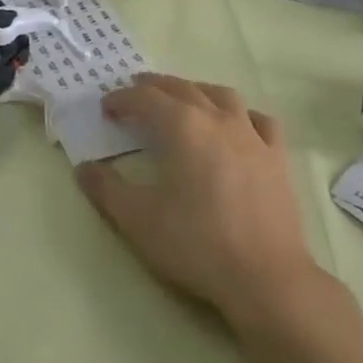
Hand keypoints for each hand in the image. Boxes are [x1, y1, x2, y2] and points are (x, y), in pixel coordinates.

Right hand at [76, 73, 316, 328]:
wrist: (265, 276)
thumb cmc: (196, 243)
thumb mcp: (138, 220)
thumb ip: (107, 189)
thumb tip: (84, 167)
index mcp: (182, 126)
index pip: (146, 98)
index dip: (123, 98)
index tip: (106, 107)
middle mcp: (217, 118)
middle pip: (182, 88)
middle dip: (155, 87)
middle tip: (136, 92)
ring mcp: (252, 135)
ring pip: (222, 95)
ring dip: (197, 91)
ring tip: (184, 98)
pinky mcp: (277, 156)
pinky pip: (260, 120)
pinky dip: (243, 114)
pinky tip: (238, 124)